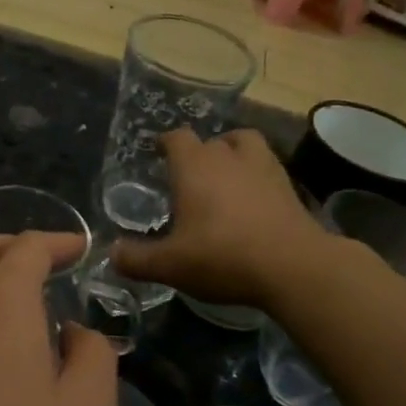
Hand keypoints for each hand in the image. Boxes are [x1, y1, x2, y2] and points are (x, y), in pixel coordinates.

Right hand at [111, 129, 325, 307]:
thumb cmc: (222, 257)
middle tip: (187, 177)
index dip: (165, 143)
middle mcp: (227, 157)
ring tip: (225, 174)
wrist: (293, 267)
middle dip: (196, 154)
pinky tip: (252, 198)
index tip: (158, 152)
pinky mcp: (288, 186)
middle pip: (209, 140)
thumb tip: (111, 254)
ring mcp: (263, 167)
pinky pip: (267, 167)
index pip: (176, 138)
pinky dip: (256, 174)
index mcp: (194, 167)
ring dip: (232, 152)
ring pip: (244, 144)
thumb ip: (136, 259)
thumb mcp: (170, 265)